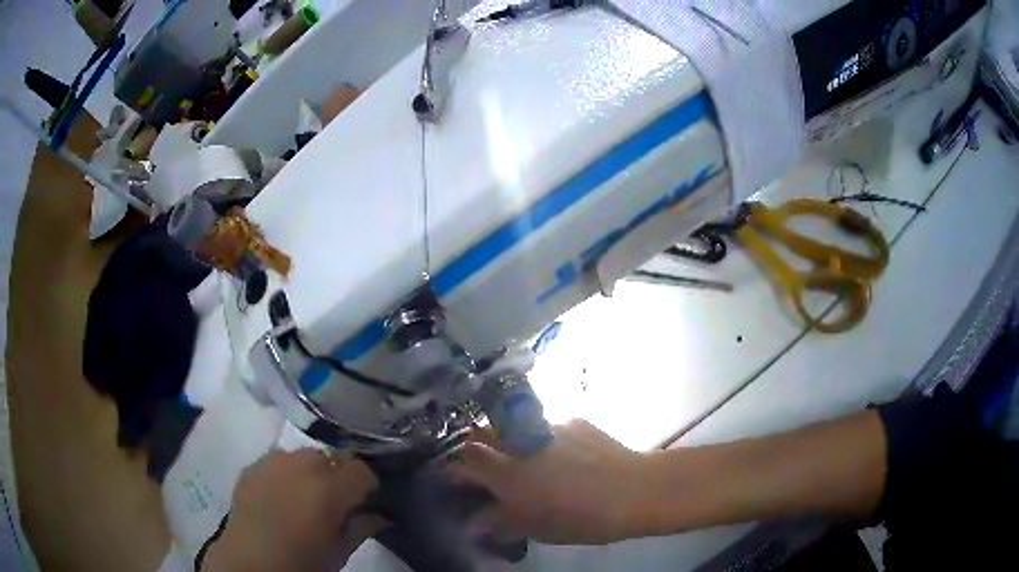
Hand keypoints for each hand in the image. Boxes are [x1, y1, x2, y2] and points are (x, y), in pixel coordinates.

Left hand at [204, 449, 386, 571]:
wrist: (249, 562)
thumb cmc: (302, 563)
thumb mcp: (340, 552)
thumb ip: (363, 527)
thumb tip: (383, 516)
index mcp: (329, 488)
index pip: (361, 469)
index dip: (368, 485)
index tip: (366, 501)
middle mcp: (301, 464)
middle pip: (333, 456)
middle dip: (340, 475)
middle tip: (336, 501)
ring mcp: (272, 461)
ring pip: (304, 454)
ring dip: (313, 470)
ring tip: (306, 496)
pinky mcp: (252, 465)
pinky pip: (278, 460)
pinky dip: (286, 473)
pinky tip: (281, 495)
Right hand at [446, 419, 652, 544]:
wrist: (633, 489)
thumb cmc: (581, 518)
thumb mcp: (538, 529)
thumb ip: (502, 523)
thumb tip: (474, 525)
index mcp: (507, 474)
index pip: (464, 460)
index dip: (454, 467)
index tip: (454, 477)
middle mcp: (520, 444)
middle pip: (483, 433)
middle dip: (475, 445)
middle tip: (484, 464)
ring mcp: (547, 427)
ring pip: (515, 427)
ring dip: (510, 440)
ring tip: (527, 460)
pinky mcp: (574, 420)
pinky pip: (548, 427)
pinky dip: (545, 440)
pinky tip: (566, 456)